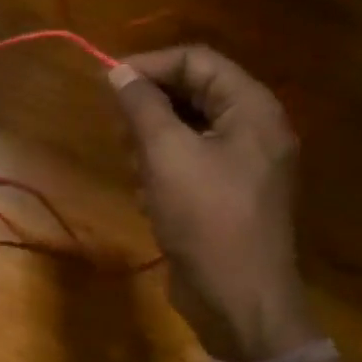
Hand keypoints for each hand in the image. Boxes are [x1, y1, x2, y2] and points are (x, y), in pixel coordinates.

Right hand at [111, 45, 316, 361]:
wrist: (238, 300)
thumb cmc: (206, 218)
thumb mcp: (167, 154)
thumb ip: (142, 106)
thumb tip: (119, 71)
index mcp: (252, 109)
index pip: (198, 60)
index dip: (151, 65)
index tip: (107, 82)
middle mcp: (253, 129)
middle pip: (193, 93)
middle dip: (150, 109)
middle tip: (119, 133)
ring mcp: (242, 164)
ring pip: (186, 130)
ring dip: (152, 145)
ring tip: (135, 170)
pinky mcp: (226, 195)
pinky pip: (189, 163)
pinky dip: (164, 172)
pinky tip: (149, 197)